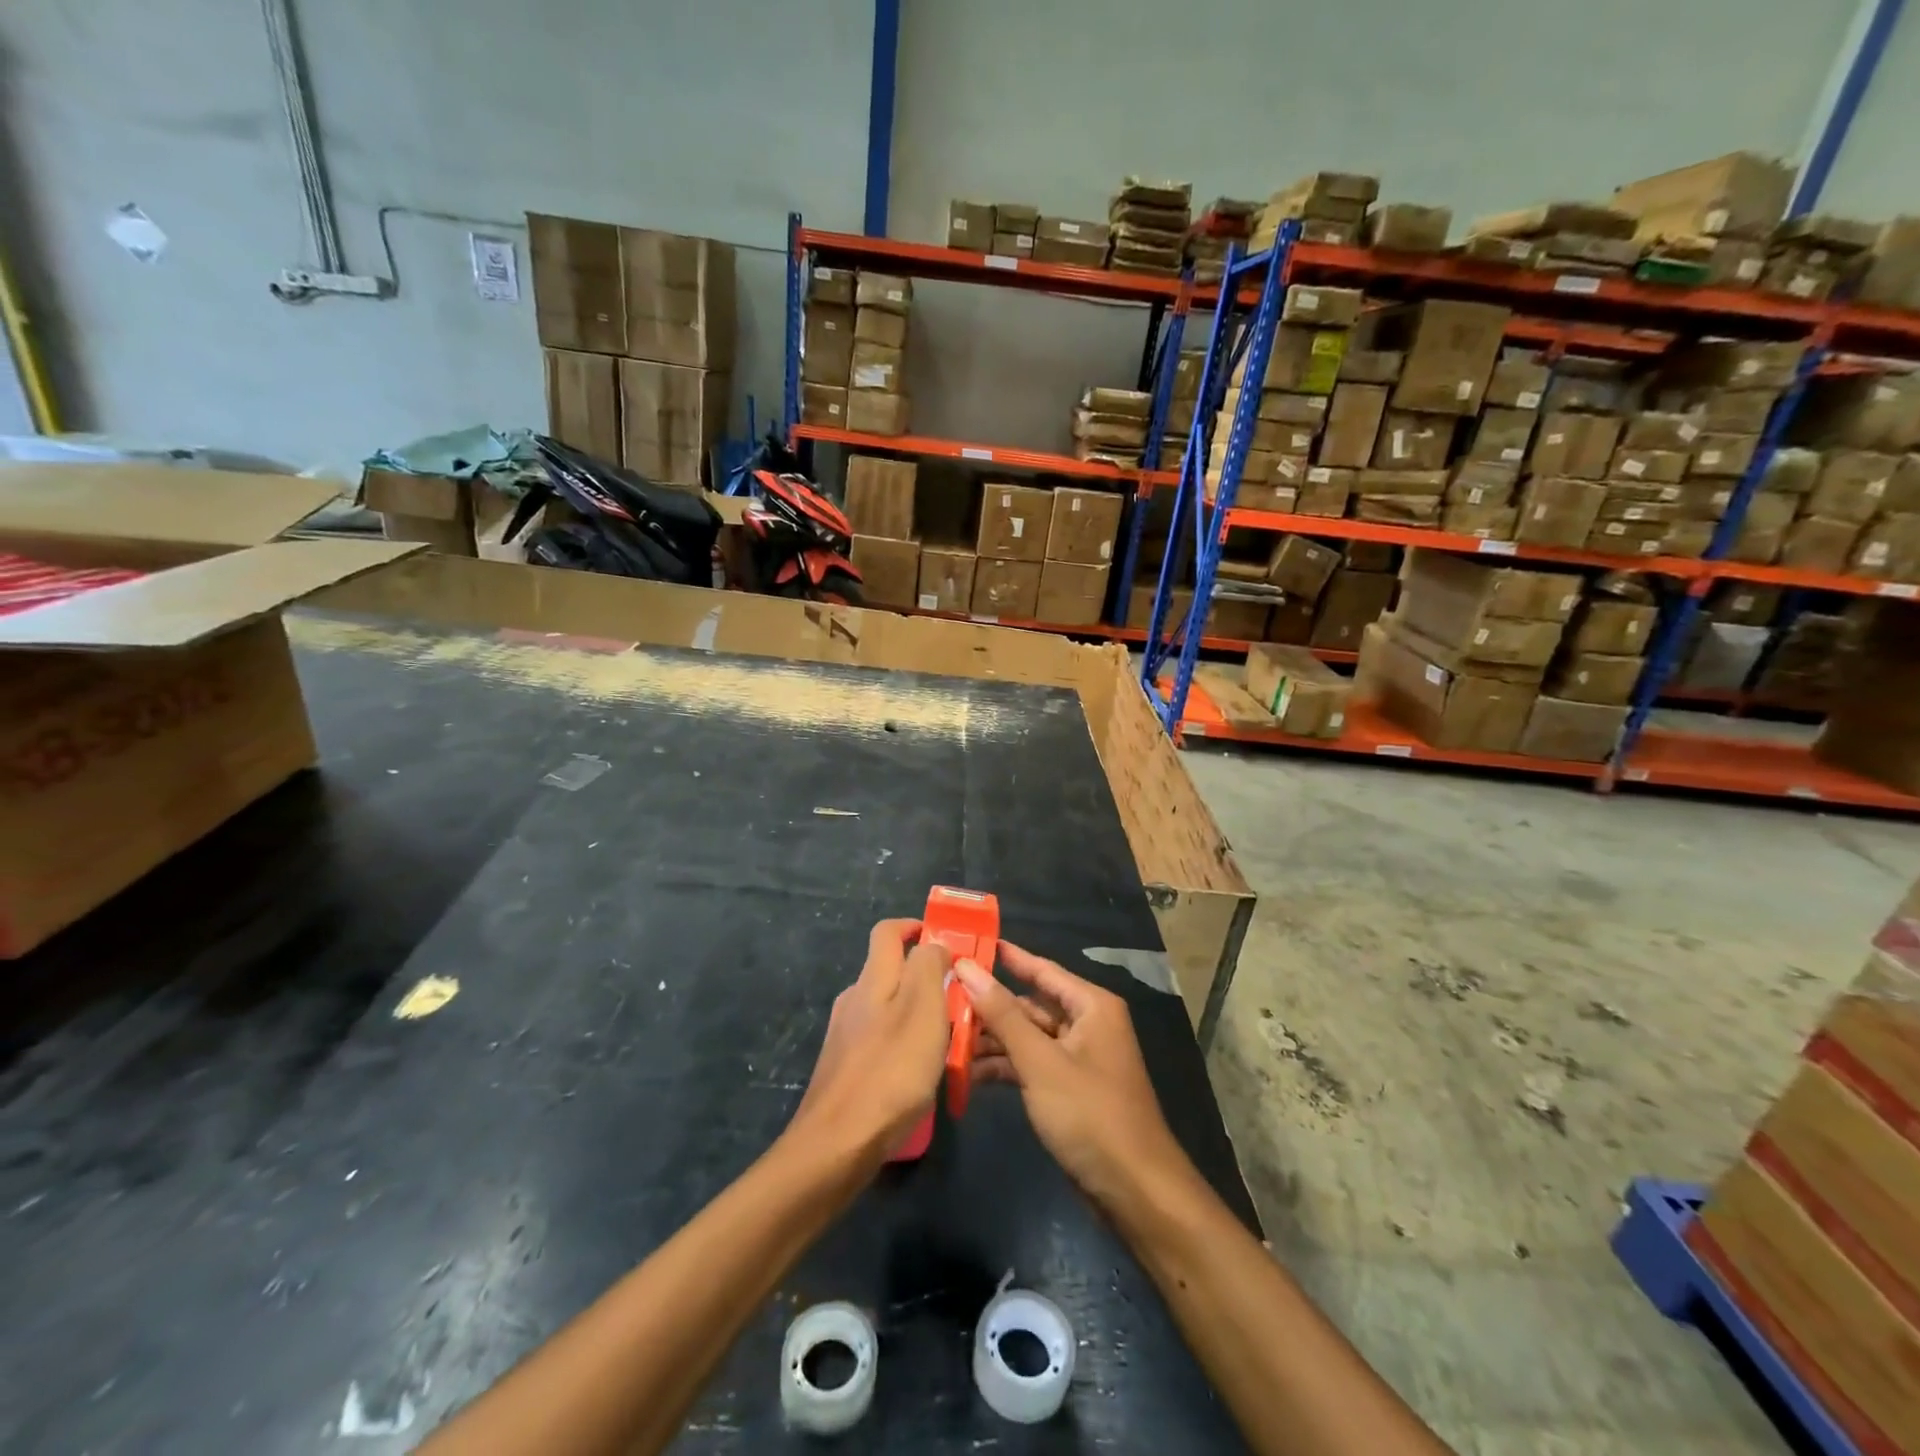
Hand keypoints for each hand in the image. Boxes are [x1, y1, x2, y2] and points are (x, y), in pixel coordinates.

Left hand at [789, 919, 952, 1164]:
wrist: (837, 1144)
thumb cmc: (891, 1070)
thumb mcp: (924, 1008)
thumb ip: (930, 967)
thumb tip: (933, 944)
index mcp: (873, 978)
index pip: (887, 931)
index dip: (914, 926)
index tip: (944, 940)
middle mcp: (854, 998)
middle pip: (889, 969)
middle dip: (924, 974)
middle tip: (959, 996)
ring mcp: (845, 1034)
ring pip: (886, 1006)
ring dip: (916, 1010)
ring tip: (948, 1037)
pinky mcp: (845, 1066)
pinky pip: (880, 1039)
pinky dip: (903, 1041)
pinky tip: (919, 1070)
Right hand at [957, 943, 1188, 1209]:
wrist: (1134, 1192)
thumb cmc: (1090, 1114)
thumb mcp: (1040, 1061)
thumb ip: (1002, 1015)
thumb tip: (966, 968)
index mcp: (1090, 1006)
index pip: (1041, 969)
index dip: (1005, 957)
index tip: (968, 943)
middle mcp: (1086, 1024)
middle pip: (1030, 1004)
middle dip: (989, 1006)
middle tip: (942, 998)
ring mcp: (1077, 1058)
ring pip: (1027, 1037)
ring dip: (991, 1041)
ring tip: (945, 1039)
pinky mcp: (1068, 1089)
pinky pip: (1031, 1065)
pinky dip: (1004, 1068)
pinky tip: (968, 1075)